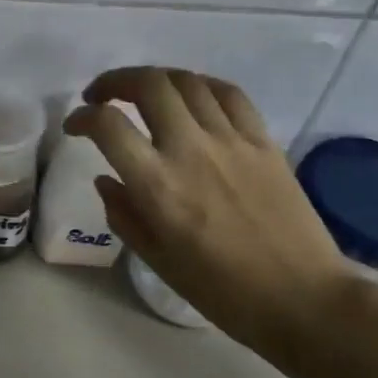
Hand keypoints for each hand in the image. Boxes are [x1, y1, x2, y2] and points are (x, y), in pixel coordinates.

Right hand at [64, 67, 357, 377]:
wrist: (302, 299)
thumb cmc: (222, 290)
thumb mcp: (157, 260)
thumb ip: (124, 214)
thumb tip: (106, 179)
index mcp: (158, 185)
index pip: (108, 126)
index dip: (82, 117)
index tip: (75, 126)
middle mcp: (191, 149)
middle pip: (148, 85)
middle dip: (115, 81)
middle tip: (102, 96)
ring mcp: (231, 140)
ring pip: (187, 81)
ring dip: (156, 78)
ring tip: (144, 92)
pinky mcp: (263, 141)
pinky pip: (229, 94)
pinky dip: (201, 85)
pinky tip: (192, 96)